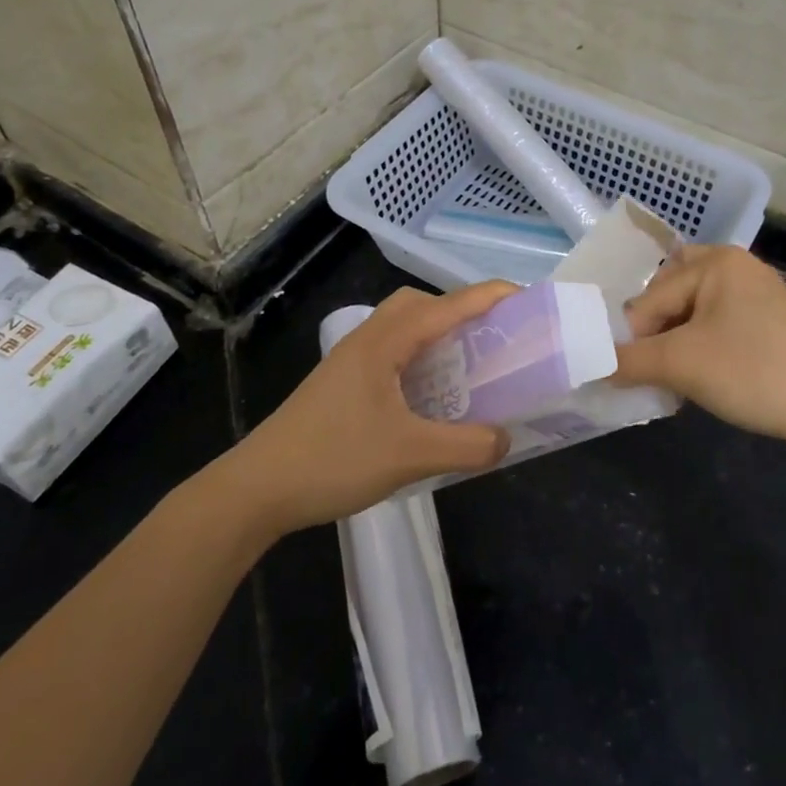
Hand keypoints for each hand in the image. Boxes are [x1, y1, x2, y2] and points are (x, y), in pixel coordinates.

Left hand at [217, 282, 517, 535]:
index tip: (529, 301)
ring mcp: (351, 361)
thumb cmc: (333, 459)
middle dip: (461, 311)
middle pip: (421, 304)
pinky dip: (419, 358)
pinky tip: (429, 397)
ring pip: (403, 327)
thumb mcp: (410, 456)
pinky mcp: (342, 383)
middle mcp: (368, 339)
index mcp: (386, 341)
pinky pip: (391, 352)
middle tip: (491, 340)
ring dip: (438, 335)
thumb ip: (467, 446)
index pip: (449, 304)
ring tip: (466, 367)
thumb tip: (506, 439)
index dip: (491, 297)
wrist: (257, 488)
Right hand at [614, 246, 785, 455]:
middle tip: (649, 372)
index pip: (650, 298)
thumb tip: (589, 364)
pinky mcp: (771, 321)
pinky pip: (718, 326)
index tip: (624, 375)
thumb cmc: (755, 372)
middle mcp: (736, 266)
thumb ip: (628, 361)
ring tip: (674, 381)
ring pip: (693, 314)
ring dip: (676, 345)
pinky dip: (701, 348)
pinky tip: (703, 379)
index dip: (633, 339)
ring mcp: (757, 293)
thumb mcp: (682, 366)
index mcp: (716, 261)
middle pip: (670, 297)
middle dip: (654, 336)